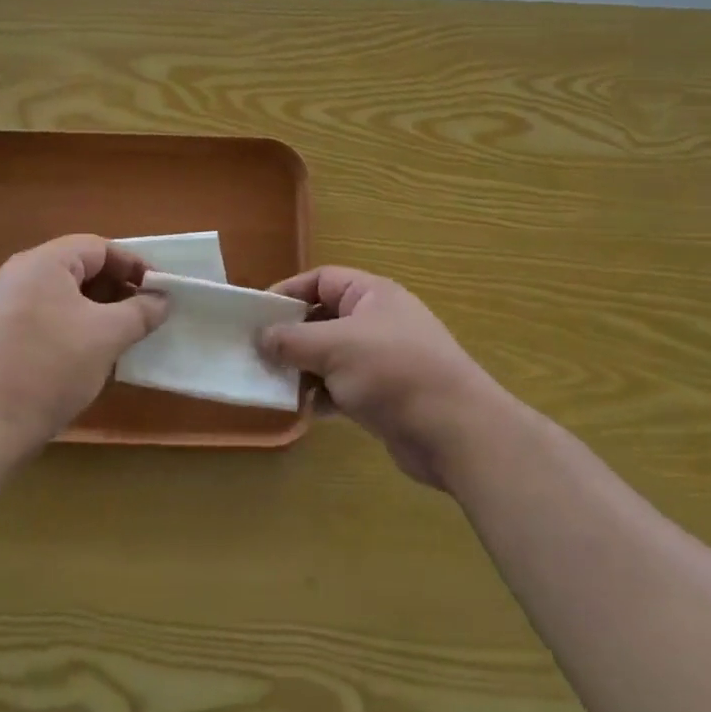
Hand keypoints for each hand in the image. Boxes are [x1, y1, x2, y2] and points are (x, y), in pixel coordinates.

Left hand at [0, 235, 167, 457]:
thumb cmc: (49, 366)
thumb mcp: (106, 336)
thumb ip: (140, 312)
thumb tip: (162, 300)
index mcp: (43, 262)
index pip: (99, 247)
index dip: (134, 266)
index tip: (160, 291)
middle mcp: (18, 275)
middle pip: (78, 269)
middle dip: (115, 290)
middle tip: (143, 317)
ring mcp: (1, 306)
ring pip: (61, 297)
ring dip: (95, 313)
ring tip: (119, 340)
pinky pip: (42, 319)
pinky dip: (70, 330)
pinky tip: (84, 360)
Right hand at [260, 267, 500, 488]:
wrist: (455, 431)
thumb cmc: (393, 372)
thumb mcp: (334, 347)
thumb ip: (292, 340)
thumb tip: (261, 337)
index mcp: (371, 294)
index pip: (321, 280)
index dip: (288, 292)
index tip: (256, 313)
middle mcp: (377, 321)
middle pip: (322, 319)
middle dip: (291, 336)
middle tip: (256, 352)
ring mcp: (381, 360)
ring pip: (330, 356)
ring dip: (303, 369)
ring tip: (272, 383)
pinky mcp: (382, 395)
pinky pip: (341, 387)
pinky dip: (322, 395)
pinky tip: (301, 409)